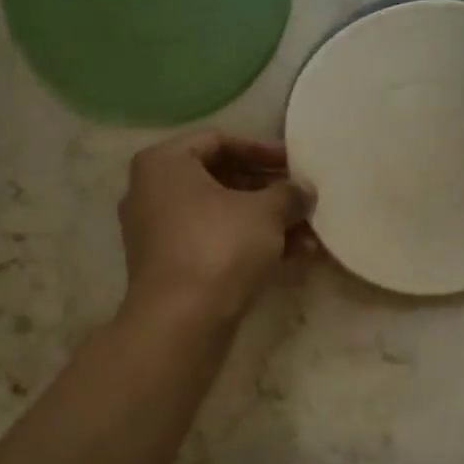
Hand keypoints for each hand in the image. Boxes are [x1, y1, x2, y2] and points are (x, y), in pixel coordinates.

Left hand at [117, 131, 313, 325]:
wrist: (181, 322)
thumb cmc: (219, 247)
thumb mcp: (265, 212)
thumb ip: (289, 193)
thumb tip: (303, 191)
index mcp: (164, 164)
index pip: (218, 141)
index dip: (262, 149)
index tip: (294, 165)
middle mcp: (152, 193)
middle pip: (220, 180)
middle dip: (269, 192)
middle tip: (303, 201)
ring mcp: (158, 234)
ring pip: (221, 217)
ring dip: (267, 224)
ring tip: (310, 236)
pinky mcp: (171, 268)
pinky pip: (214, 244)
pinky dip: (249, 247)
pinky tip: (294, 258)